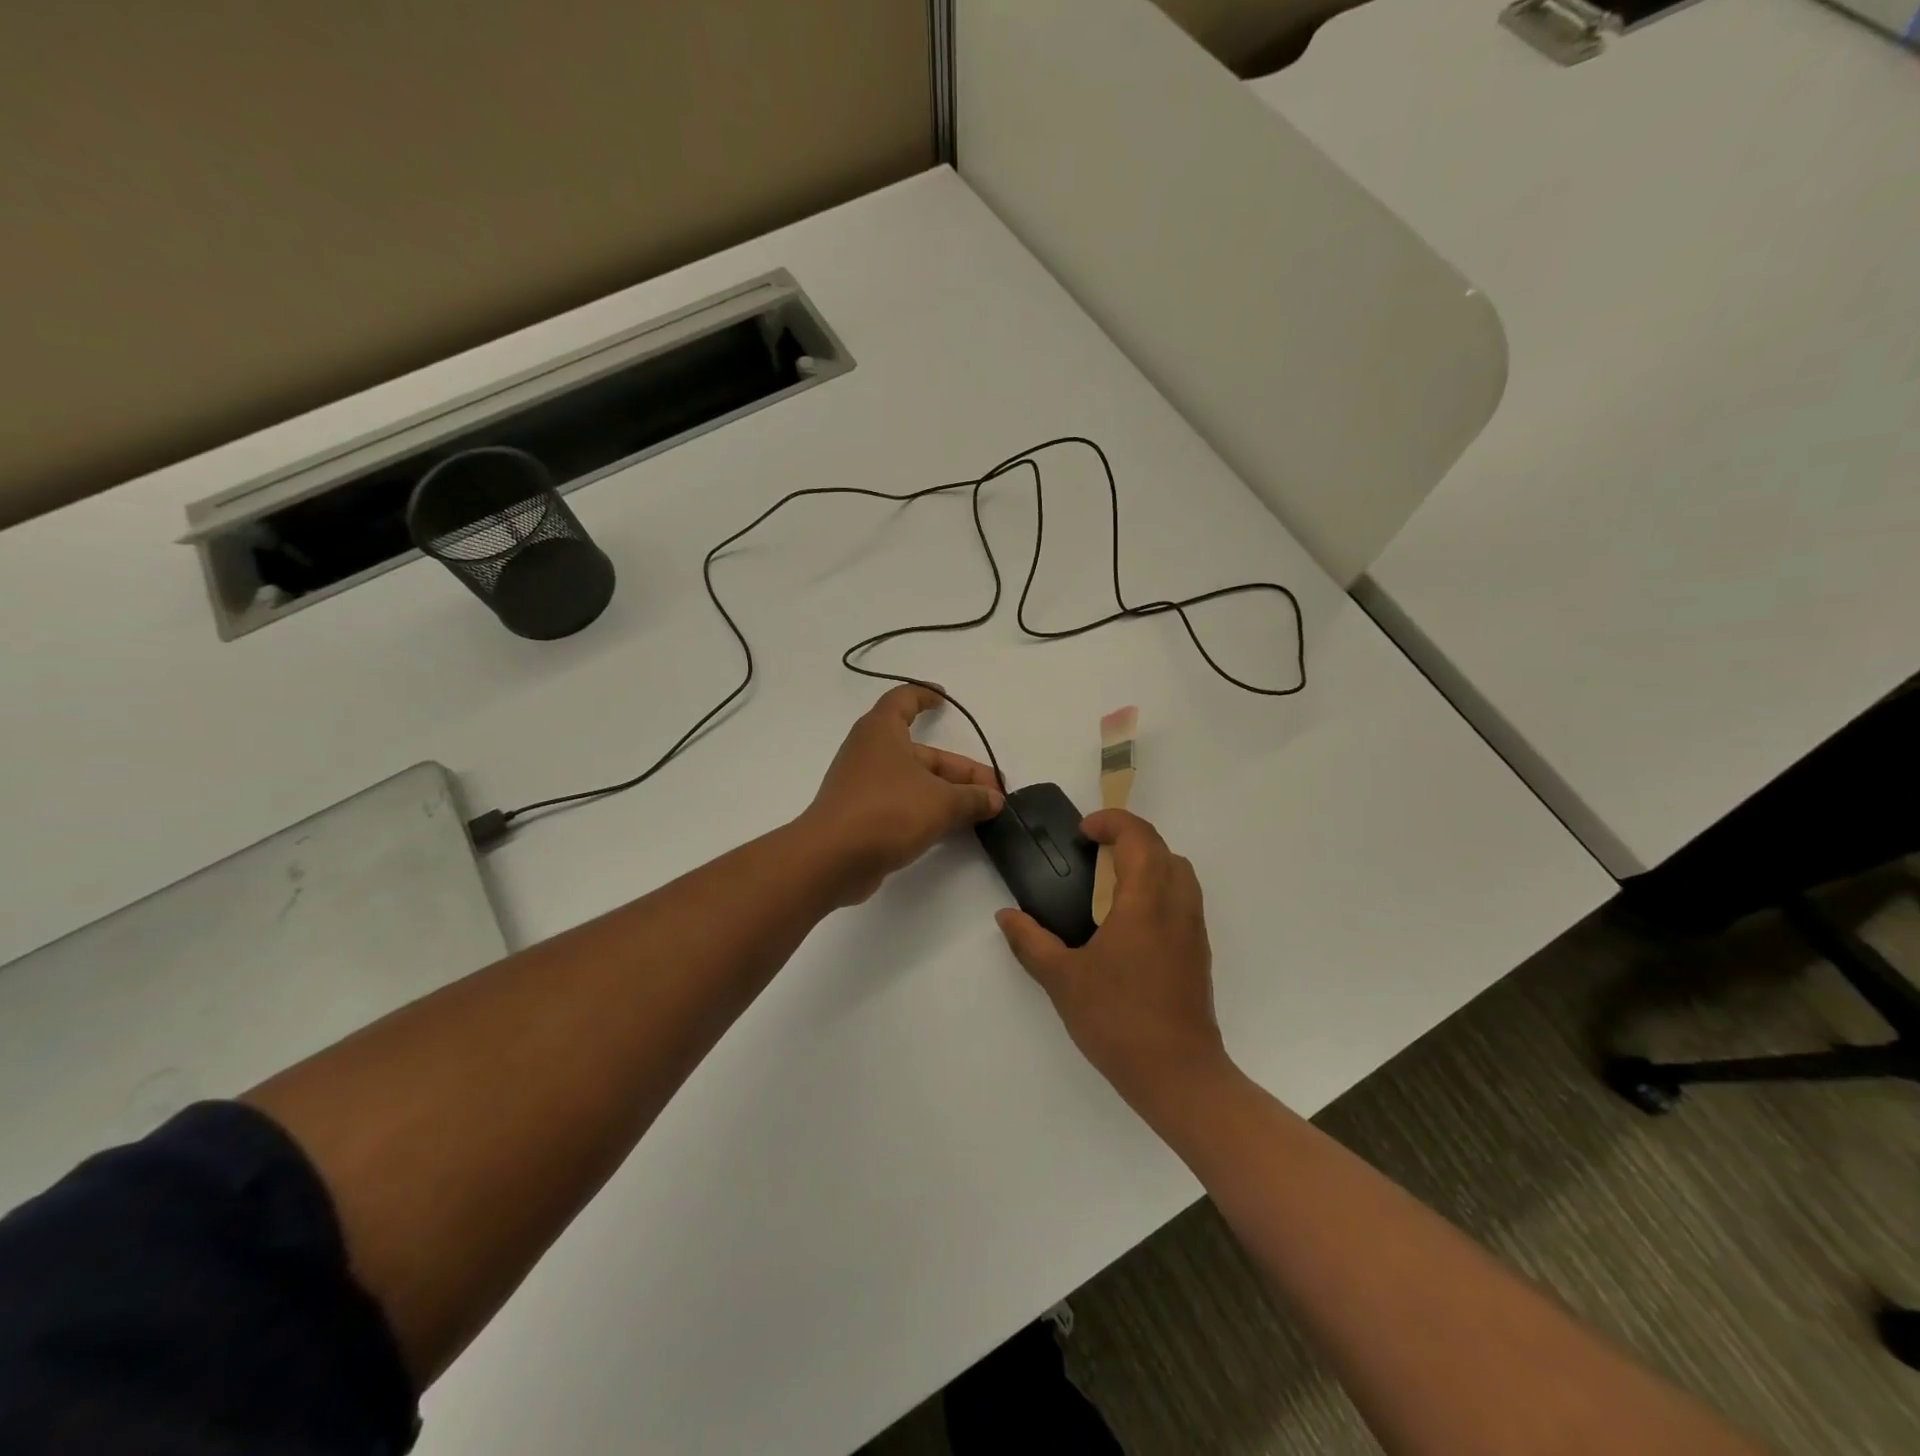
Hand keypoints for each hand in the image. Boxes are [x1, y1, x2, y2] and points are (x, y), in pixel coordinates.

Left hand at [800, 685, 1005, 905]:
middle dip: (959, 771)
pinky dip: (926, 811)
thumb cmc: (887, 811)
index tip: (944, 699)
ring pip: (914, 782)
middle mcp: (870, 753)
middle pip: (922, 753)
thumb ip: (972, 798)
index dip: (924, 696)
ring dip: (947, 794)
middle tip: (993, 792)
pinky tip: (951, 829)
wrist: (832, 859)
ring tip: (981, 812)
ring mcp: (863, 786)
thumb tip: (994, 799)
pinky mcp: (861, 817)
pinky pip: (901, 805)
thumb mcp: (941, 802)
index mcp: (882, 731)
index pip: (903, 700)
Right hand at [996, 809, 1228, 1110]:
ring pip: (1179, 874)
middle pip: (1164, 850)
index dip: (1113, 822)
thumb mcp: (1062, 979)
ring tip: (1110, 882)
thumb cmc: (1117, 1019)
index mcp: (1146, 902)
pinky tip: (1129, 922)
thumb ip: (1031, 942)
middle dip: (1130, 838)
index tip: (1084, 831)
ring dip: (1149, 862)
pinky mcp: (1198, 953)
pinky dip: (1159, 888)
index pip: (1139, 838)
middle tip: (1094, 852)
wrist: (1177, 1075)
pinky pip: (1183, 900)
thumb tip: (1006, 916)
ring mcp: (1193, 930)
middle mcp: (1177, 907)